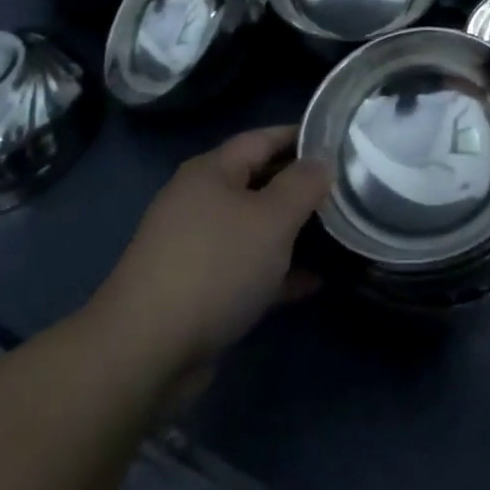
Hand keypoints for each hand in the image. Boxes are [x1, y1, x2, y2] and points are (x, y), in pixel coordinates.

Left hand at [96, 126, 332, 373]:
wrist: (145, 352)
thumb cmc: (215, 267)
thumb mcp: (271, 219)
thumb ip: (302, 185)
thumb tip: (321, 161)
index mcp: (212, 171)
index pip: (262, 138)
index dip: (300, 136)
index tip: (339, 140)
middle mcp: (201, 201)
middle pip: (258, 182)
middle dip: (299, 185)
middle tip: (343, 188)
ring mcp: (197, 247)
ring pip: (254, 228)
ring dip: (292, 231)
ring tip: (336, 231)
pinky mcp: (198, 291)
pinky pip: (247, 270)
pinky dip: (278, 272)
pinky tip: (314, 281)